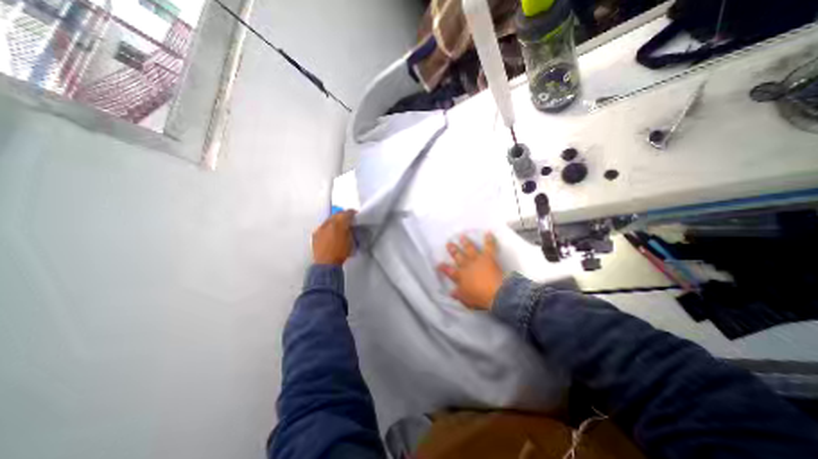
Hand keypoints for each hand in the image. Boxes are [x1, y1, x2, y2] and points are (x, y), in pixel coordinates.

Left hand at [312, 208, 355, 263]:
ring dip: (335, 221)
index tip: (355, 215)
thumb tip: (350, 228)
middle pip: (337, 214)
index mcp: (339, 223)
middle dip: (343, 215)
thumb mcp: (351, 241)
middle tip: (348, 219)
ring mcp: (320, 228)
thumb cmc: (340, 254)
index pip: (347, 213)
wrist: (326, 264)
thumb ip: (350, 231)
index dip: (353, 213)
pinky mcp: (315, 234)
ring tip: (339, 227)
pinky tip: (331, 233)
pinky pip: (323, 227)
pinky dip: (328, 227)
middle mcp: (328, 223)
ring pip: (329, 219)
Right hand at [438, 234, 501, 311]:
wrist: (496, 293)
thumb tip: (451, 293)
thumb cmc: (480, 298)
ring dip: (466, 242)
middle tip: (448, 243)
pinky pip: (489, 247)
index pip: (449, 271)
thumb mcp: (466, 299)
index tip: (439, 264)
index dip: (444, 268)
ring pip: (469, 249)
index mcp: (460, 276)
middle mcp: (467, 266)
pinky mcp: (488, 257)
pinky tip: (488, 233)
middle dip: (453, 250)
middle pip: (458, 257)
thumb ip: (459, 295)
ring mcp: (477, 260)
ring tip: (462, 236)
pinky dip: (489, 240)